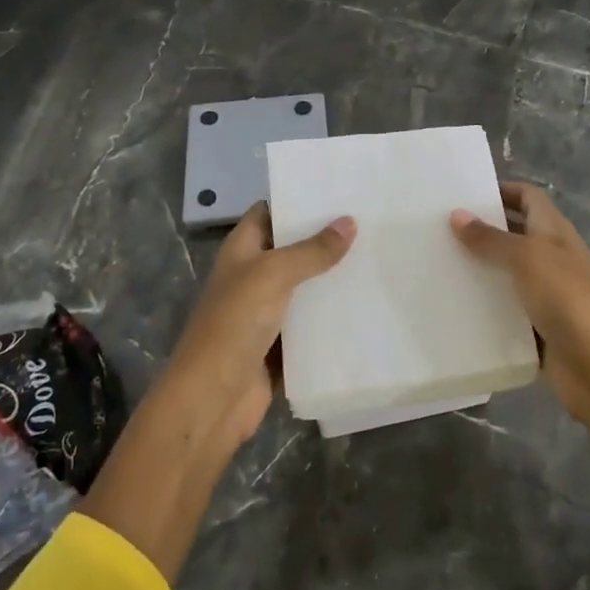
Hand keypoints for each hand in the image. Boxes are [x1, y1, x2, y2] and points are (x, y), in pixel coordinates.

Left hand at [157, 201, 354, 449]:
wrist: (212, 399)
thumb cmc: (234, 324)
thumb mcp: (272, 275)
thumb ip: (311, 250)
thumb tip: (349, 222)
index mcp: (242, 250)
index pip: (270, 212)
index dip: (297, 199)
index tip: (337, 190)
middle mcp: (253, 276)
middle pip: (292, 249)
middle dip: (325, 238)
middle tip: (370, 222)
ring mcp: (266, 312)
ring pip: (305, 287)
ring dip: (332, 277)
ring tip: (377, 256)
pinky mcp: (280, 345)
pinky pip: (311, 324)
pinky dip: (332, 317)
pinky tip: (367, 304)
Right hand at [451, 182, 589, 424]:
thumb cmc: (568, 299)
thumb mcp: (527, 258)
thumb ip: (491, 239)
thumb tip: (457, 214)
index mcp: (555, 232)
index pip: (528, 198)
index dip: (501, 190)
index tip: (462, 194)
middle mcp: (551, 258)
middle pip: (514, 234)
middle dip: (481, 230)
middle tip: (437, 229)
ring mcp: (546, 296)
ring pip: (506, 275)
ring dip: (478, 271)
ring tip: (436, 265)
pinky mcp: (537, 330)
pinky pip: (505, 313)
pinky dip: (484, 309)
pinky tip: (452, 307)